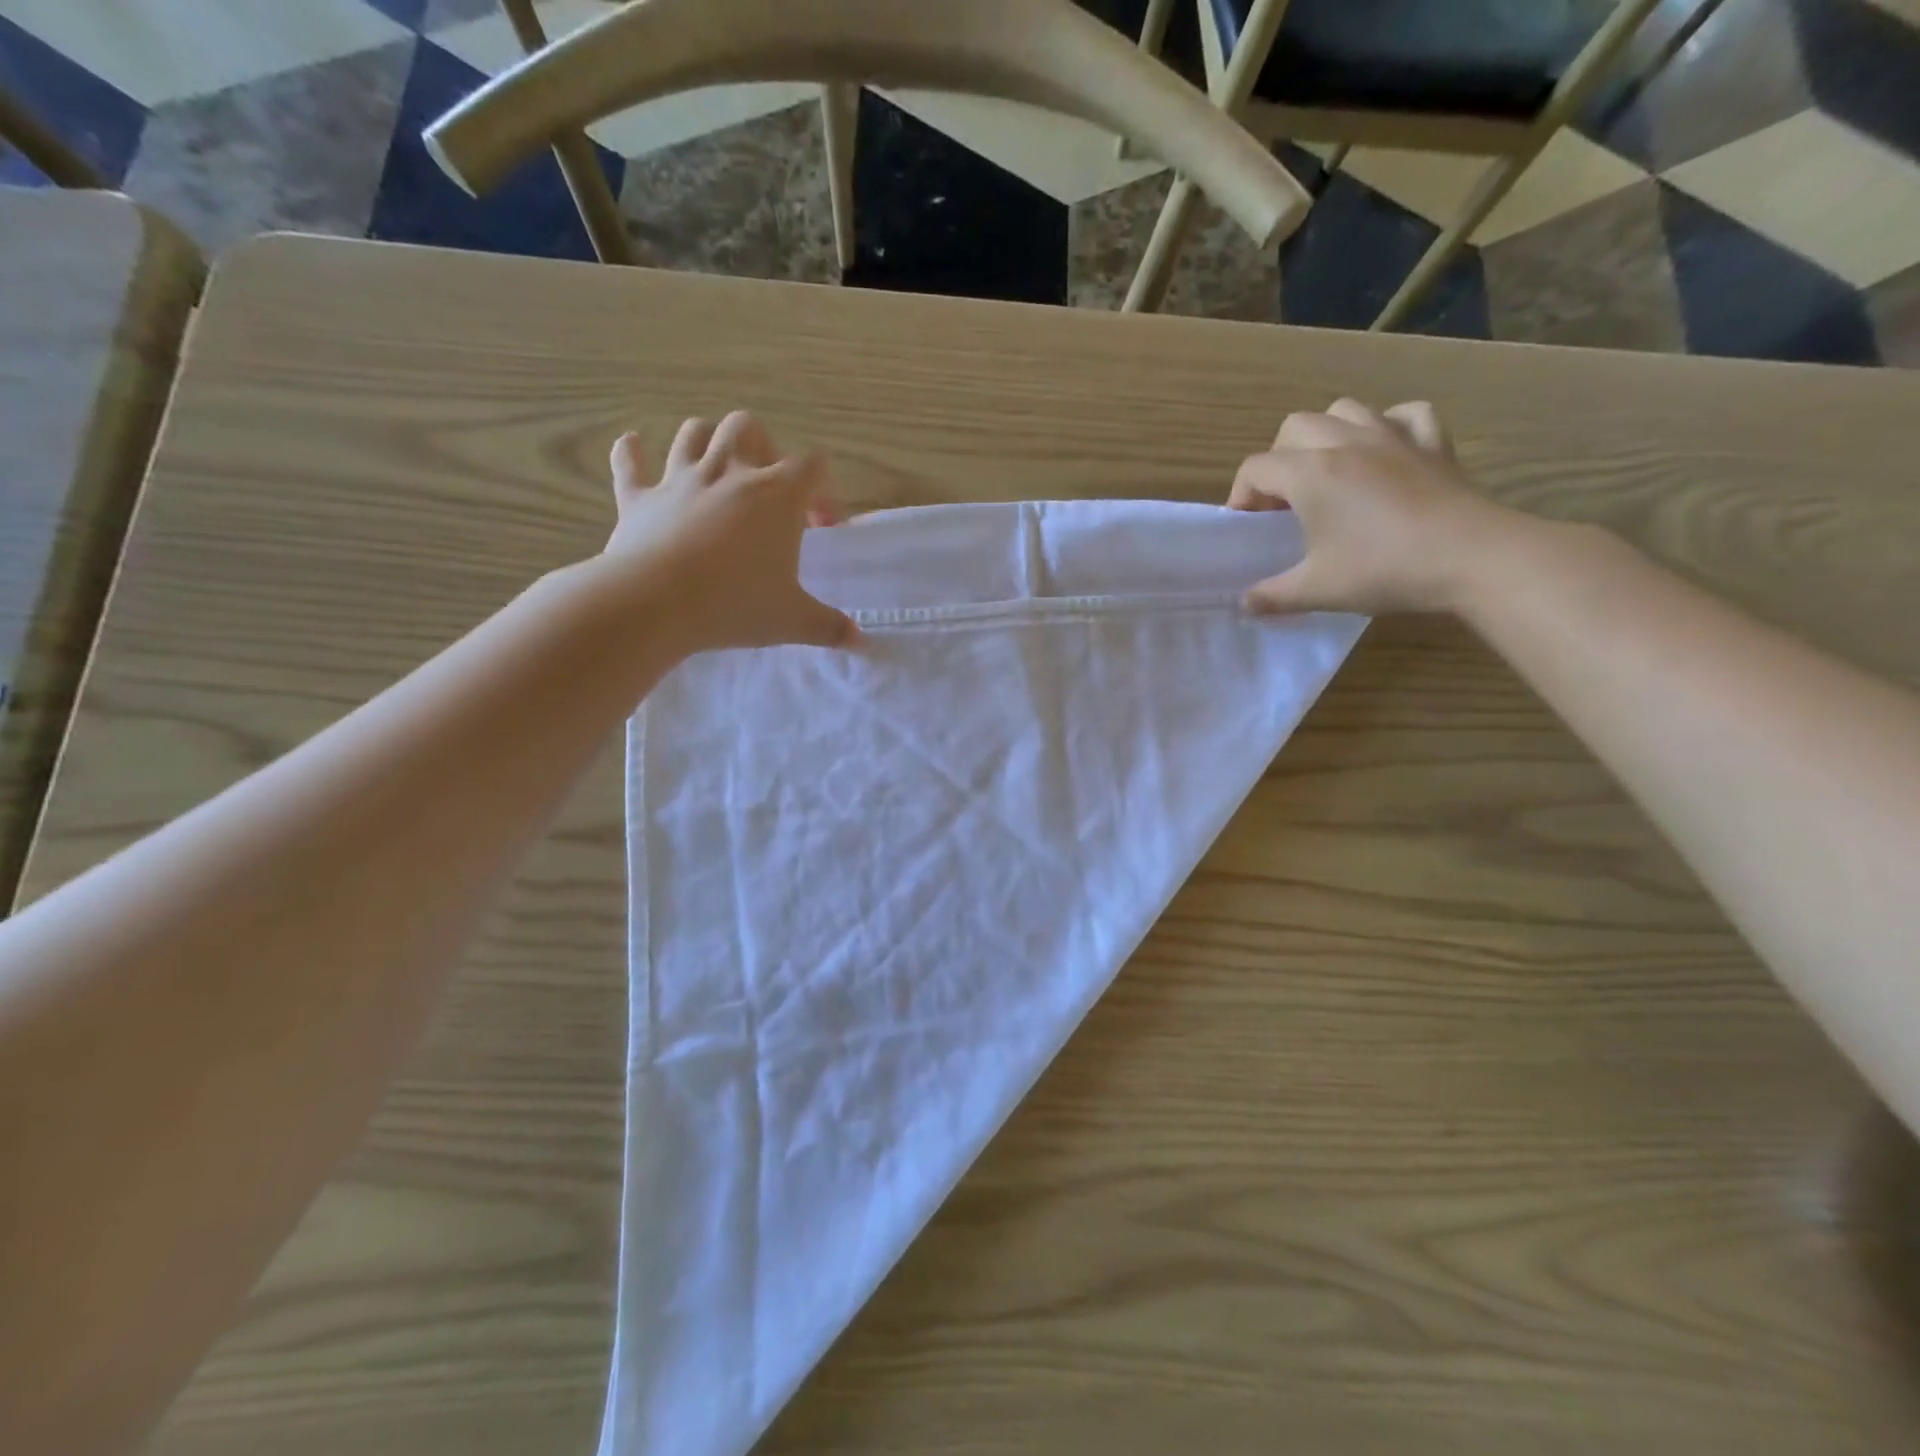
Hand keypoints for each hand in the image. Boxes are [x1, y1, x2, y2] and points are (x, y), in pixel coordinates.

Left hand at [603, 411, 857, 653]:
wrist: (656, 604)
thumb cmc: (736, 604)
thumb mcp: (793, 620)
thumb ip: (829, 627)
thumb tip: (860, 641)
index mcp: (776, 496)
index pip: (812, 467)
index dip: (822, 490)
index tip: (820, 527)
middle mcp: (729, 473)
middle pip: (748, 428)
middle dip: (762, 446)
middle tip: (767, 485)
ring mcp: (680, 480)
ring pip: (694, 432)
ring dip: (706, 440)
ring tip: (715, 464)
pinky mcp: (639, 498)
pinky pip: (629, 463)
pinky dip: (631, 453)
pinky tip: (633, 446)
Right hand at [1229, 398, 1519, 614]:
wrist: (1472, 557)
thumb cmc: (1384, 569)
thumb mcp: (1316, 590)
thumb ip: (1272, 597)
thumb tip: (1245, 604)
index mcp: (1311, 474)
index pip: (1255, 468)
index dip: (1241, 496)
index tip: (1250, 527)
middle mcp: (1346, 443)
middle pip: (1293, 427)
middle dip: (1278, 459)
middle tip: (1284, 500)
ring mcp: (1393, 436)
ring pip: (1344, 410)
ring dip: (1325, 435)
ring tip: (1327, 472)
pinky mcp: (1433, 443)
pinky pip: (1405, 414)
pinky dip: (1388, 426)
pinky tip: (1385, 452)